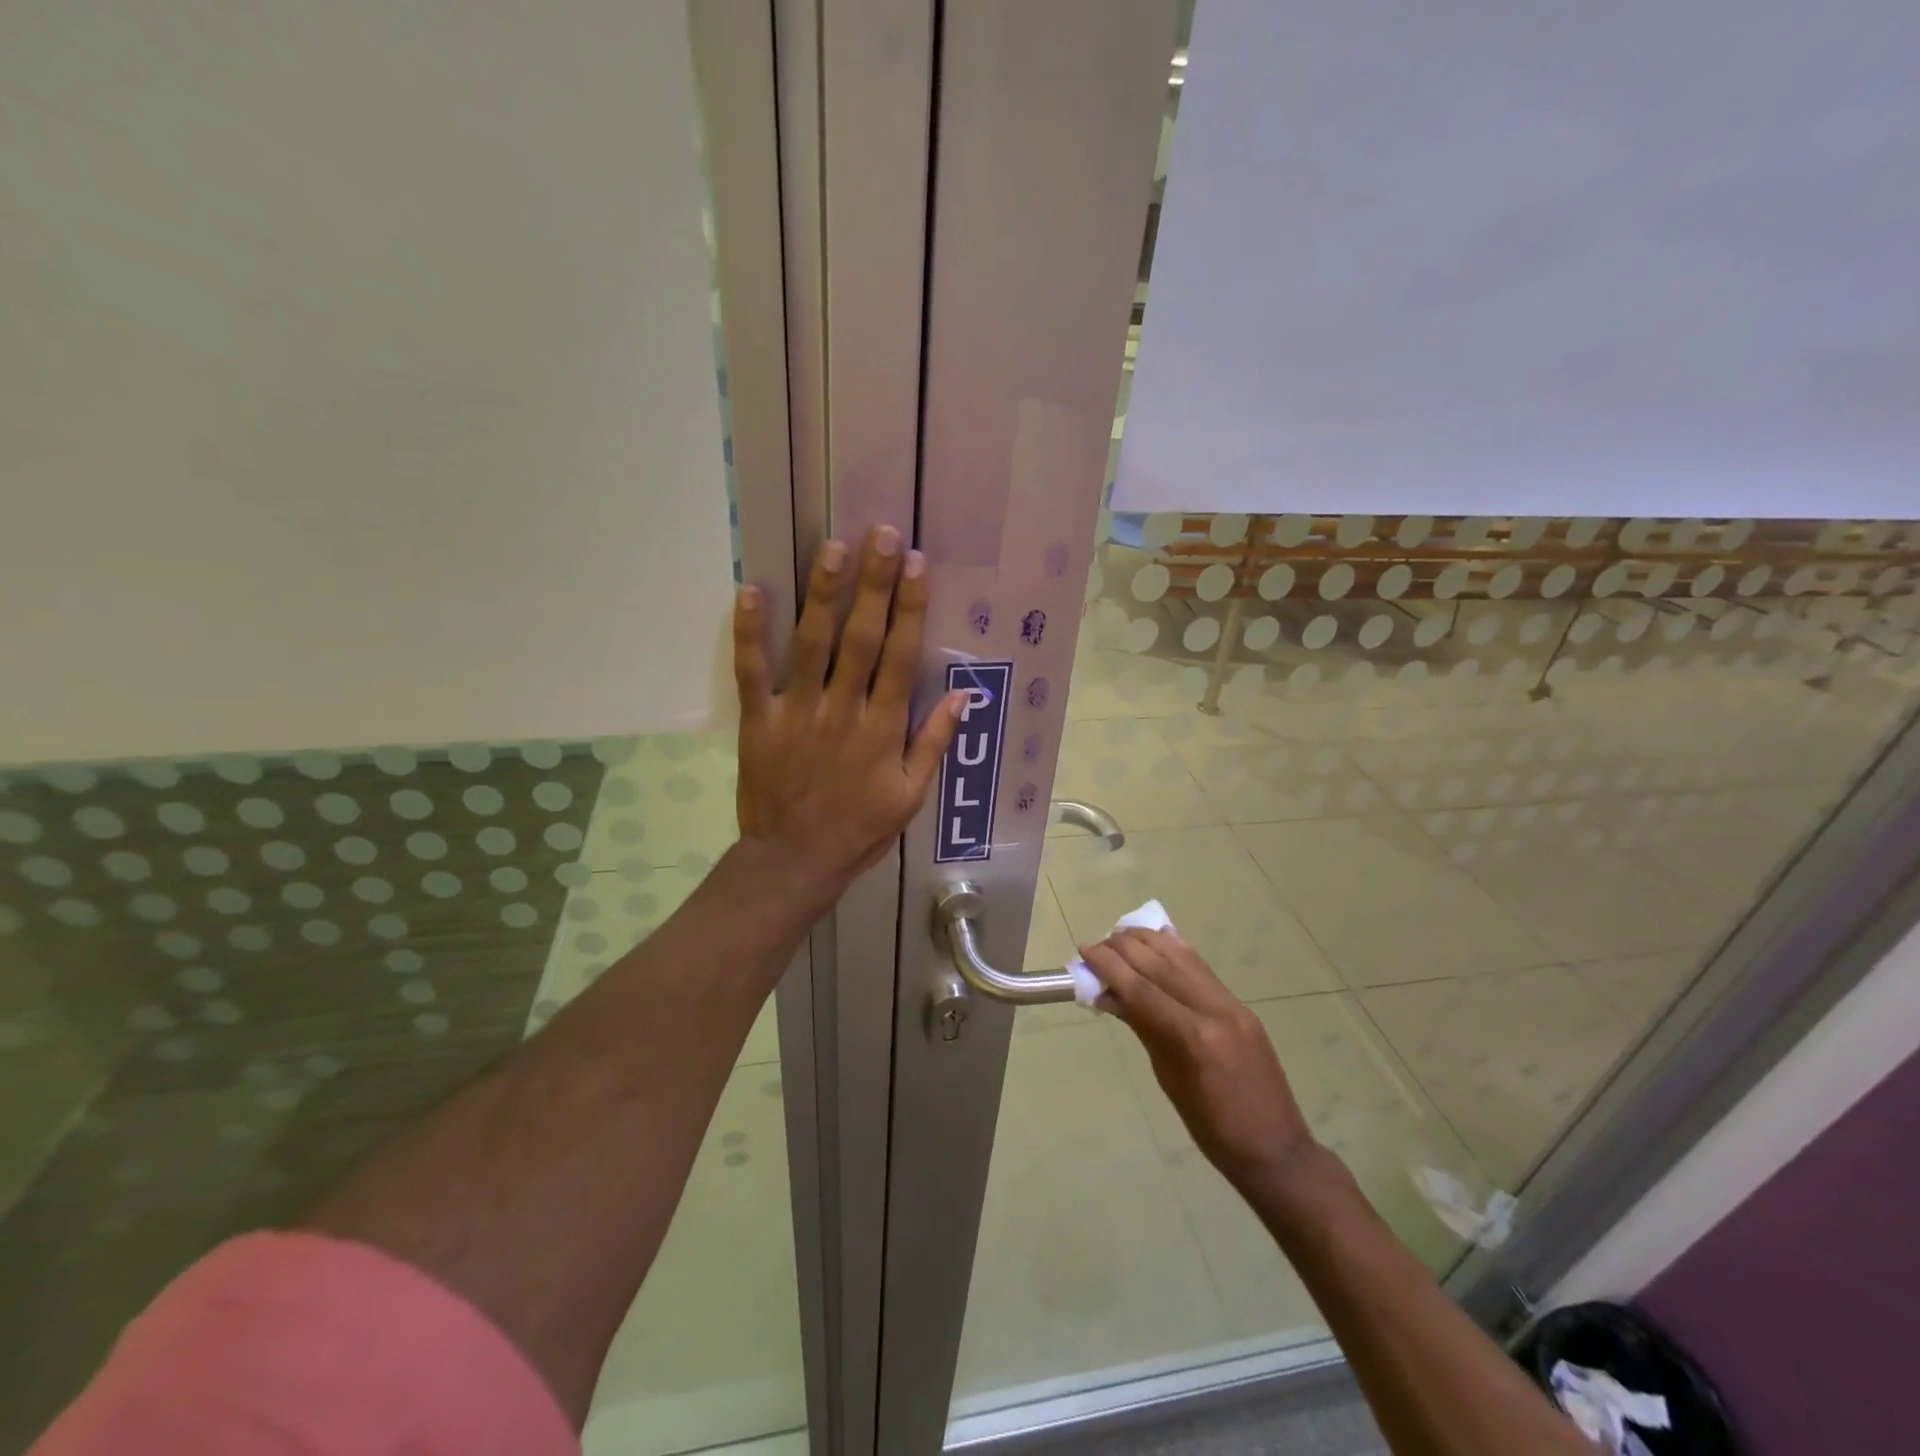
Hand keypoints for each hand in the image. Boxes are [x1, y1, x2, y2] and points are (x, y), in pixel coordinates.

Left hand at [734, 525, 962, 897]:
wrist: (795, 861)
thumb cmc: (859, 829)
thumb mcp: (910, 796)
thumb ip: (933, 743)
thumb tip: (963, 696)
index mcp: (883, 729)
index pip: (902, 658)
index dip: (911, 609)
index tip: (917, 566)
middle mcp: (843, 711)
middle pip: (862, 639)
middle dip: (874, 585)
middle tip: (881, 536)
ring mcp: (798, 713)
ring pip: (812, 645)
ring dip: (823, 595)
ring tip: (832, 548)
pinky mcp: (760, 721)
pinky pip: (753, 672)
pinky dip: (750, 633)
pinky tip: (750, 591)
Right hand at [1082, 928, 1315, 1194]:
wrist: (1276, 1148)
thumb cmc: (1213, 1129)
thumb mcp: (1168, 1080)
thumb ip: (1143, 1029)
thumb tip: (1110, 995)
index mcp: (1195, 1038)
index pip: (1142, 990)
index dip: (1109, 966)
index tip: (1085, 951)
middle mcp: (1215, 1010)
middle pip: (1161, 965)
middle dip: (1125, 949)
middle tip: (1097, 945)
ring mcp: (1233, 1005)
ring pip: (1184, 958)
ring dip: (1150, 942)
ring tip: (1121, 936)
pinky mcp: (1241, 1006)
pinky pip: (1203, 969)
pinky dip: (1177, 950)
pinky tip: (1161, 938)